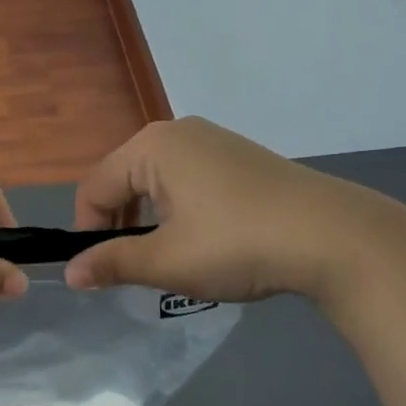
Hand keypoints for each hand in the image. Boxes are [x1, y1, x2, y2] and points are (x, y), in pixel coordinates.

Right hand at [64, 117, 400, 303]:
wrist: (336, 237)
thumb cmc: (237, 243)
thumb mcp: (167, 261)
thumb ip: (112, 263)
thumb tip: (70, 273)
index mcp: (151, 147)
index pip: (95, 188)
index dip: (88, 232)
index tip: (101, 272)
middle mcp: (177, 131)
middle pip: (124, 180)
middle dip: (120, 225)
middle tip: (136, 268)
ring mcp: (213, 140)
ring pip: (157, 181)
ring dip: (151, 219)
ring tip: (171, 257)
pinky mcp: (240, 156)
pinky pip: (189, 179)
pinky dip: (181, 209)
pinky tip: (206, 239)